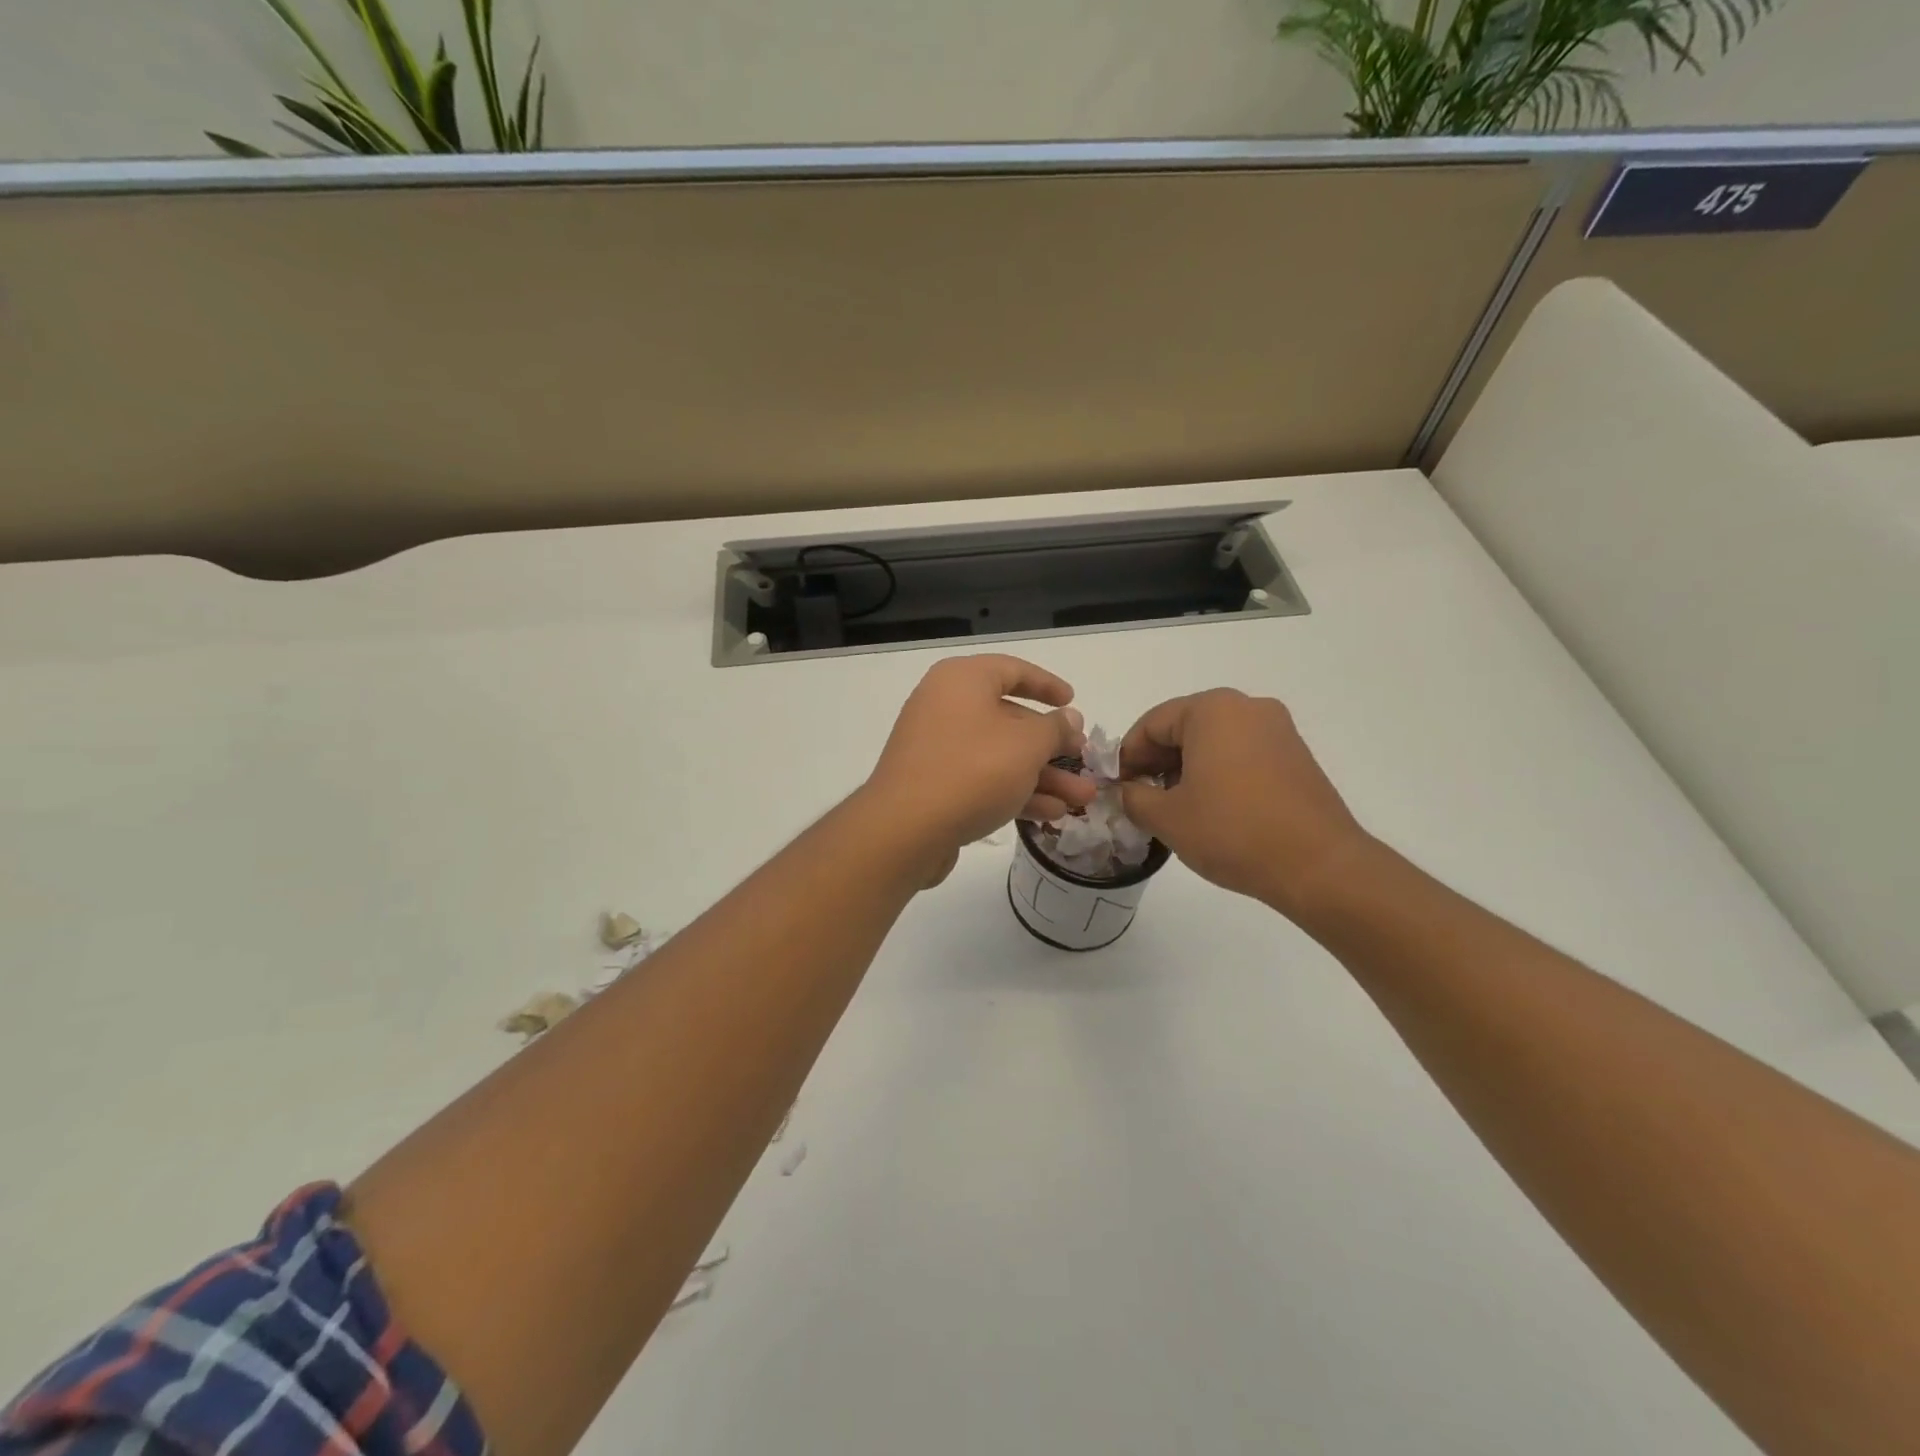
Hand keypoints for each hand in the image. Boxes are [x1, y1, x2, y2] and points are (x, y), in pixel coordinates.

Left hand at [864, 656, 1095, 865]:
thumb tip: (1069, 717)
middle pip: (1010, 718)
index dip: (1047, 684)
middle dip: (1052, 746)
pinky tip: (1051, 814)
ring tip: (1081, 799)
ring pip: (1000, 755)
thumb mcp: (1027, 745)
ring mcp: (937, 748)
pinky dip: (1015, 792)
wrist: (905, 829)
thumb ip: (1054, 728)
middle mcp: (945, 707)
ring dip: (1042, 776)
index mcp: (962, 680)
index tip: (1073, 700)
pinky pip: (982, 780)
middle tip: (1084, 762)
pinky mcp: (934, 785)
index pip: (1012, 670)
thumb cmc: (972, 770)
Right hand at [1119, 690, 1371, 917]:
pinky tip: (1212, 810)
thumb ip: (1133, 797)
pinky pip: (1241, 754)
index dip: (1127, 757)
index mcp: (1212, 710)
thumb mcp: (1166, 817)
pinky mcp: (1296, 756)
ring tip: (1176, 809)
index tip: (1118, 790)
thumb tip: (1126, 791)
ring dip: (1186, 769)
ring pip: (1213, 741)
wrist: (1318, 866)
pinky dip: (1218, 773)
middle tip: (1143, 800)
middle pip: (1183, 727)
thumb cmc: (1232, 832)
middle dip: (1157, 762)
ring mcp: (1278, 730)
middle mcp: (1247, 708)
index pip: (1151, 724)